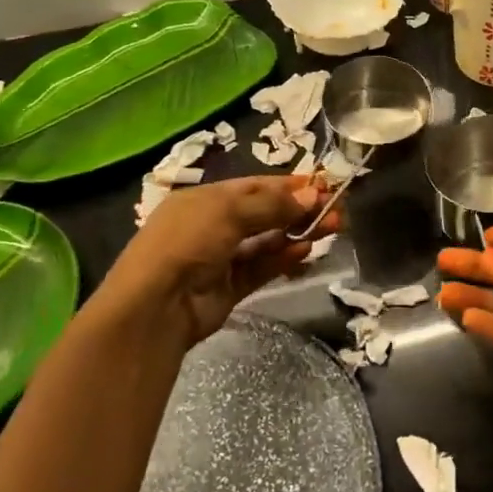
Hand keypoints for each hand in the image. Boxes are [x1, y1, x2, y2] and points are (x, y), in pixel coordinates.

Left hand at [92, 175, 337, 350]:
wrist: (155, 306)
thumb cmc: (188, 242)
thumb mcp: (229, 211)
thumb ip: (273, 204)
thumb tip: (313, 196)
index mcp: (205, 200)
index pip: (254, 187)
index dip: (288, 186)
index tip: (323, 185)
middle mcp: (212, 226)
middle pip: (265, 213)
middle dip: (300, 210)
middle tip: (337, 209)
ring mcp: (221, 258)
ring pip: (267, 241)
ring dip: (298, 233)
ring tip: (332, 228)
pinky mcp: (230, 287)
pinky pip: (263, 267)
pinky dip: (284, 258)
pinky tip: (306, 251)